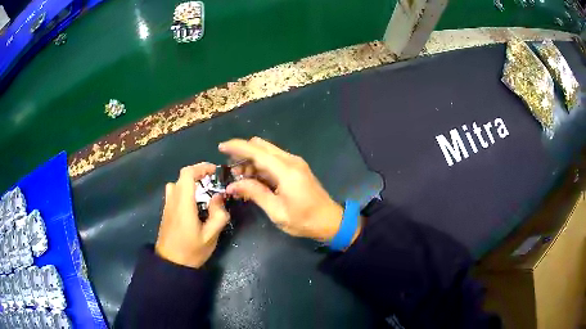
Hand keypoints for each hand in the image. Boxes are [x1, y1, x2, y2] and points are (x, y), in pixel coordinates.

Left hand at [155, 163, 229, 267]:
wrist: (171, 265)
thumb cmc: (191, 251)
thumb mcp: (210, 237)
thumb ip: (218, 215)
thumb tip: (219, 197)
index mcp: (183, 204)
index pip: (187, 174)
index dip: (201, 167)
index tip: (214, 171)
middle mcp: (173, 200)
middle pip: (182, 177)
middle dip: (198, 175)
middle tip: (213, 183)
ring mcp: (167, 206)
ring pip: (176, 184)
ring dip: (189, 183)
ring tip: (203, 193)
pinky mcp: (166, 212)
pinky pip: (173, 193)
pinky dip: (184, 191)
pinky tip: (193, 205)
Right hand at [219, 137, 359, 241]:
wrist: (330, 221)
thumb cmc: (304, 220)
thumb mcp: (276, 211)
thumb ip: (254, 193)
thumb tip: (232, 185)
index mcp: (286, 170)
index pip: (256, 151)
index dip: (236, 147)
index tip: (220, 147)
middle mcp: (290, 160)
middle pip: (261, 146)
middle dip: (243, 154)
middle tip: (231, 172)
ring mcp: (295, 163)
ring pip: (267, 152)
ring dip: (251, 161)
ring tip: (241, 180)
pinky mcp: (296, 168)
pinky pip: (274, 160)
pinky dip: (261, 166)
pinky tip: (254, 180)